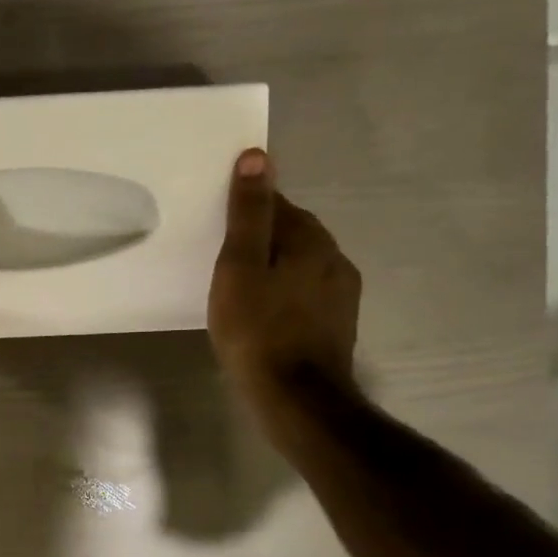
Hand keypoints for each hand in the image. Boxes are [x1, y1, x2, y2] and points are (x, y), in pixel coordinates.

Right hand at [207, 149, 360, 429]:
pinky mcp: (337, 324)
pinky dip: (282, 294)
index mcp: (312, 240)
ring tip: (237, 289)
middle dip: (260, 239)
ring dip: (272, 268)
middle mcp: (335, 259)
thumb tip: (256, 157)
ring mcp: (341, 295)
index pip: (277, 205)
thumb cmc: (258, 330)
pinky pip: (304, 294)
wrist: (296, 400)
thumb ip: (248, 214)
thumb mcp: (240, 267)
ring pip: (299, 266)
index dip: (245, 211)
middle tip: (221, 260)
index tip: (216, 229)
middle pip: (291, 234)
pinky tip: (261, 315)